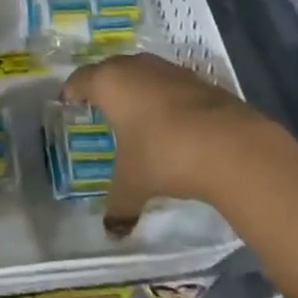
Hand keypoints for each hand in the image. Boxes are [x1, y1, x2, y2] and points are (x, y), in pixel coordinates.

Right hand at [63, 52, 265, 236]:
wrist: (229, 144)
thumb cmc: (163, 154)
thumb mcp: (133, 183)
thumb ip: (118, 203)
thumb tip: (112, 230)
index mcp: (109, 82)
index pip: (80, 80)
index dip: (71, 92)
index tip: (68, 104)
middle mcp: (135, 67)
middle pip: (110, 70)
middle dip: (103, 88)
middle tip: (99, 109)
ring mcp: (169, 70)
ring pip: (142, 74)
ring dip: (136, 90)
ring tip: (134, 116)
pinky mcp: (198, 79)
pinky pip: (169, 85)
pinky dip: (163, 98)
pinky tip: (170, 123)